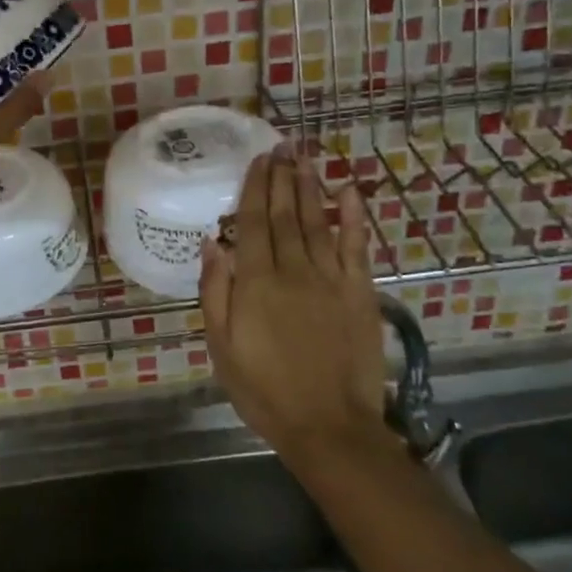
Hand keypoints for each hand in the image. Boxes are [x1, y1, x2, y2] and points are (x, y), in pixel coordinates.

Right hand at [200, 148, 392, 464]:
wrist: (329, 426)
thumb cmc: (264, 389)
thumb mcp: (221, 347)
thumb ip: (215, 292)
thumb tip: (212, 243)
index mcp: (256, 282)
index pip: (252, 223)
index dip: (254, 188)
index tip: (258, 159)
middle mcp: (293, 270)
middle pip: (285, 214)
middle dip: (282, 177)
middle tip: (281, 145)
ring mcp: (330, 279)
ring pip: (317, 221)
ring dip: (310, 186)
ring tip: (305, 157)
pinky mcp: (359, 293)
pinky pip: (356, 247)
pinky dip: (353, 217)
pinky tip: (350, 192)